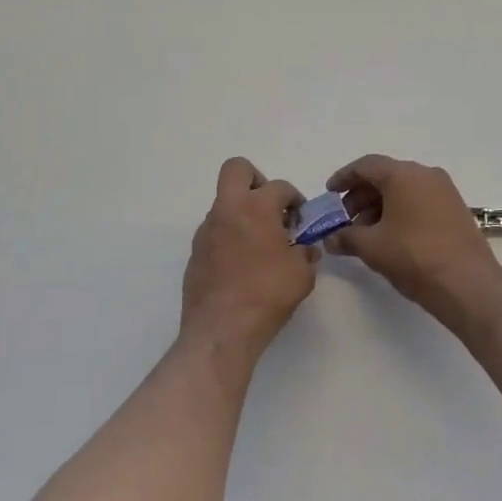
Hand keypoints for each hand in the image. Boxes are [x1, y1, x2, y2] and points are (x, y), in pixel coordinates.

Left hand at [181, 157, 316, 360]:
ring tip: (260, 245)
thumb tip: (305, 249)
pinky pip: (215, 231)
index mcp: (256, 208)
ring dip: (243, 213)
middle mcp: (227, 211)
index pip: (280, 187)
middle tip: (270, 208)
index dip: (295, 199)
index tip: (301, 219)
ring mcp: (206, 230)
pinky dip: (230, 237)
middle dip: (256, 180)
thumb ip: (306, 254)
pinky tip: (242, 265)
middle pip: (236, 170)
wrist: (221, 330)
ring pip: (224, 203)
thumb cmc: (267, 295)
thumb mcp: (302, 275)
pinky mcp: (195, 252)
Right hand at [324, 154, 501, 319]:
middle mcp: (426, 175)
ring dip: (380, 206)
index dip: (344, 178)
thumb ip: (346, 237)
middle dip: (361, 196)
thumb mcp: (372, 247)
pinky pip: (420, 201)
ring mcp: (444, 191)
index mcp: (403, 175)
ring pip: (403, 190)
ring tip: (365, 233)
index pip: (366, 165)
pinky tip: (390, 237)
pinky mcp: (455, 209)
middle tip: (344, 219)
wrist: (468, 285)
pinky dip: (400, 212)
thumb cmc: (414, 257)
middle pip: (385, 176)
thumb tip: (330, 239)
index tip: (330, 194)